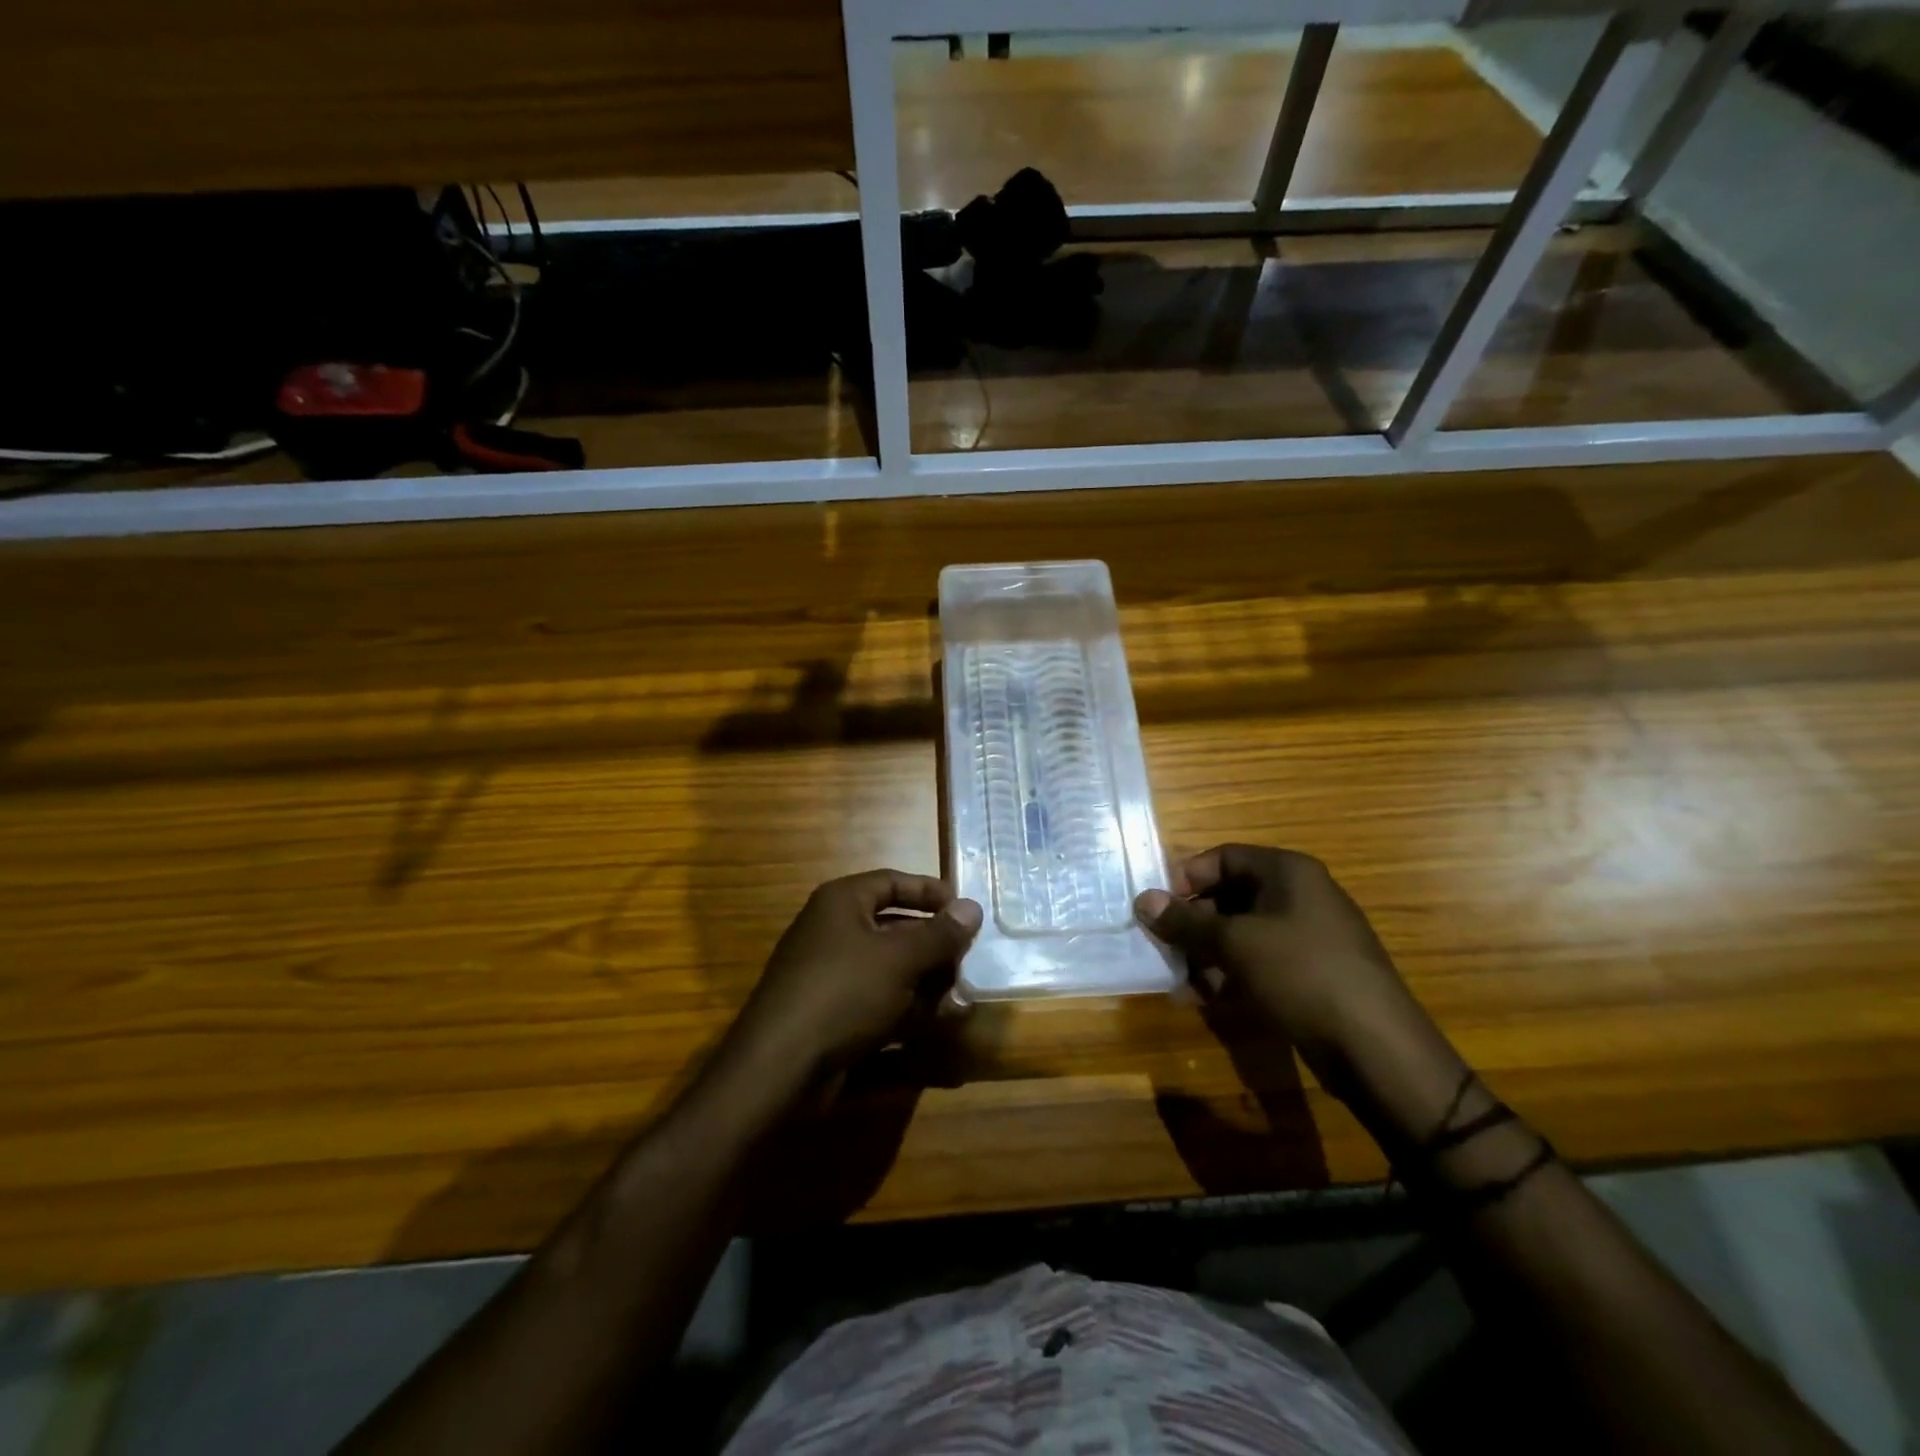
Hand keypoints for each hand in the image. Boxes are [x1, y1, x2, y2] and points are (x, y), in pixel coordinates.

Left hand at [724, 870, 981, 1098]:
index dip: (930, 892)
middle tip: (970, 960)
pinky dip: (906, 1008)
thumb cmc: (843, 993)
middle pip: (895, 926)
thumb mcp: (899, 959)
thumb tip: (972, 907)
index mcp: (842, 902)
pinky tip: (936, 1023)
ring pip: (890, 968)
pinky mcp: (832, 1013)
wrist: (779, 1068)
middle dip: (934, 945)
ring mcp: (831, 974)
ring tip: (961, 997)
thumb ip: (939, 934)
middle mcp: (834, 931)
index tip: (966, 910)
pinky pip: (878, 999)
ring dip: (926, 981)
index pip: (892, 882)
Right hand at [1135, 845, 1462, 1109]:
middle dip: (1194, 922)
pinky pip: (1261, 960)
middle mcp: (1301, 895)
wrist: (1376, 1048)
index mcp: (1288, 872)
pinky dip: (1232, 973)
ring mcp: (1310, 935)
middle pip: (1231, 895)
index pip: (1224, 857)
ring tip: (1183, 982)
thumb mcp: (1235, 944)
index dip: (1187, 878)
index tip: (1159, 908)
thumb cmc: (1301, 974)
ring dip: (1207, 953)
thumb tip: (1142, 900)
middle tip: (1165, 948)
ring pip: (1243, 932)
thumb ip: (1185, 921)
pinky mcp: (1312, 972)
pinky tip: (1208, 999)